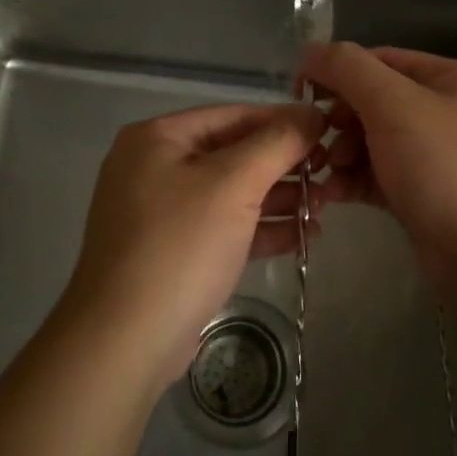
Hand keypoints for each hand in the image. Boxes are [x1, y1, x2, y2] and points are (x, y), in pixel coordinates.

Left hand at [63, 103, 325, 381]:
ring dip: (279, 197)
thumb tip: (313, 113)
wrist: (124, 342)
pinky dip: (260, 228)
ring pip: (232, 193)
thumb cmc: (180, 246)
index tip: (330, 131)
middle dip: (284, 165)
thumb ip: (277, 143)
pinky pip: (224, 227)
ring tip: (326, 205)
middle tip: (332, 173)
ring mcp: (162, 212)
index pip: (233, 115)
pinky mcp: (174, 252)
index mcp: (158, 138)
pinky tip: (304, 235)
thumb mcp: (233, 184)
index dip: (284, 121)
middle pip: (234, 153)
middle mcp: (155, 167)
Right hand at [299, 43, 456, 283]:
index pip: (379, 60)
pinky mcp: (422, 196)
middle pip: (373, 102)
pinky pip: (377, 176)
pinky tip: (330, 195)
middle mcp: (444, 112)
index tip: (299, 94)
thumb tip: (309, 50)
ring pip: (371, 142)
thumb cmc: (447, 168)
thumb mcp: (395, 105)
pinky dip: (352, 181)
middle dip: (339, 120)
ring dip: (340, 153)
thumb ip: (349, 70)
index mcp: (448, 79)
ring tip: (325, 173)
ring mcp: (435, 157)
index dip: (336, 72)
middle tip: (317, 143)